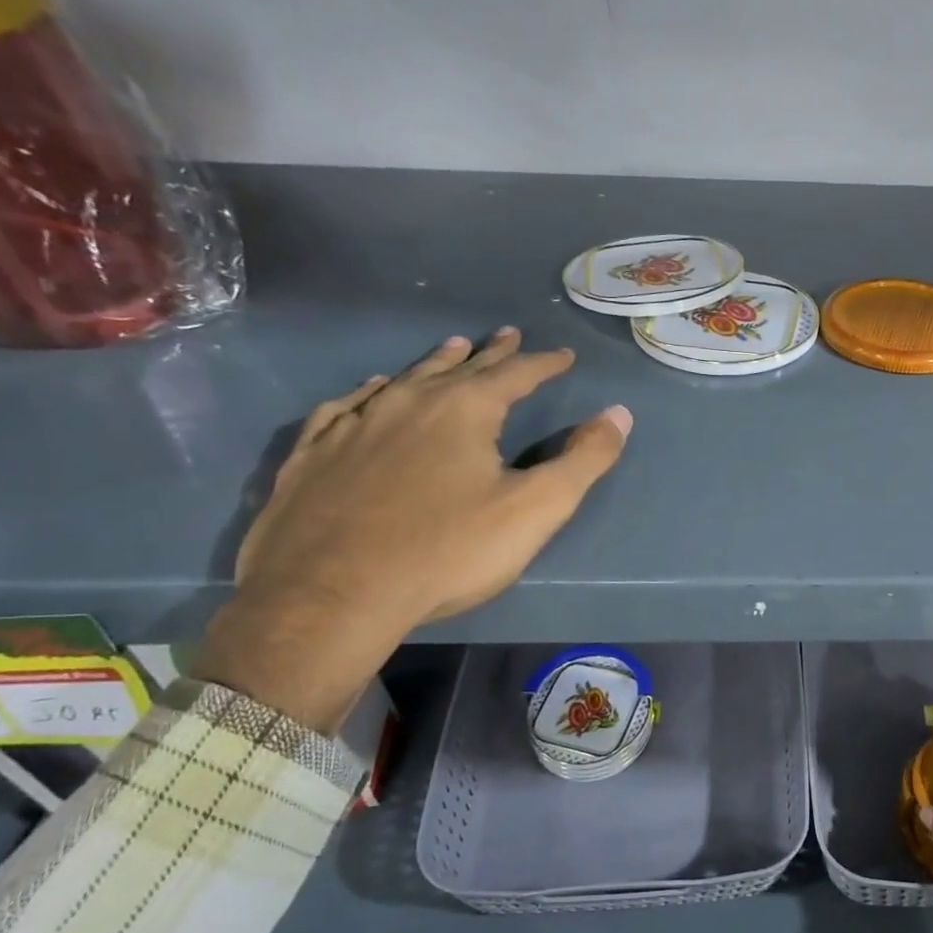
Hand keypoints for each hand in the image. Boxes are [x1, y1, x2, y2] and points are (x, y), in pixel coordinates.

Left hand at [194, 331, 630, 730]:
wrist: (330, 597)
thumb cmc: (447, 551)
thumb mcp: (535, 509)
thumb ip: (584, 460)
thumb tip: (619, 413)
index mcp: (463, 410)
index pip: (516, 374)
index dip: (544, 364)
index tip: (564, 355)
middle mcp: (407, 402)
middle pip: (459, 367)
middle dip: (491, 352)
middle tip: (507, 334)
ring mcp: (353, 425)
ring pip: (403, 379)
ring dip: (434, 363)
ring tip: (452, 348)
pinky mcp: (313, 455)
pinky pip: (345, 406)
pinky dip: (367, 392)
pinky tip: (370, 391)